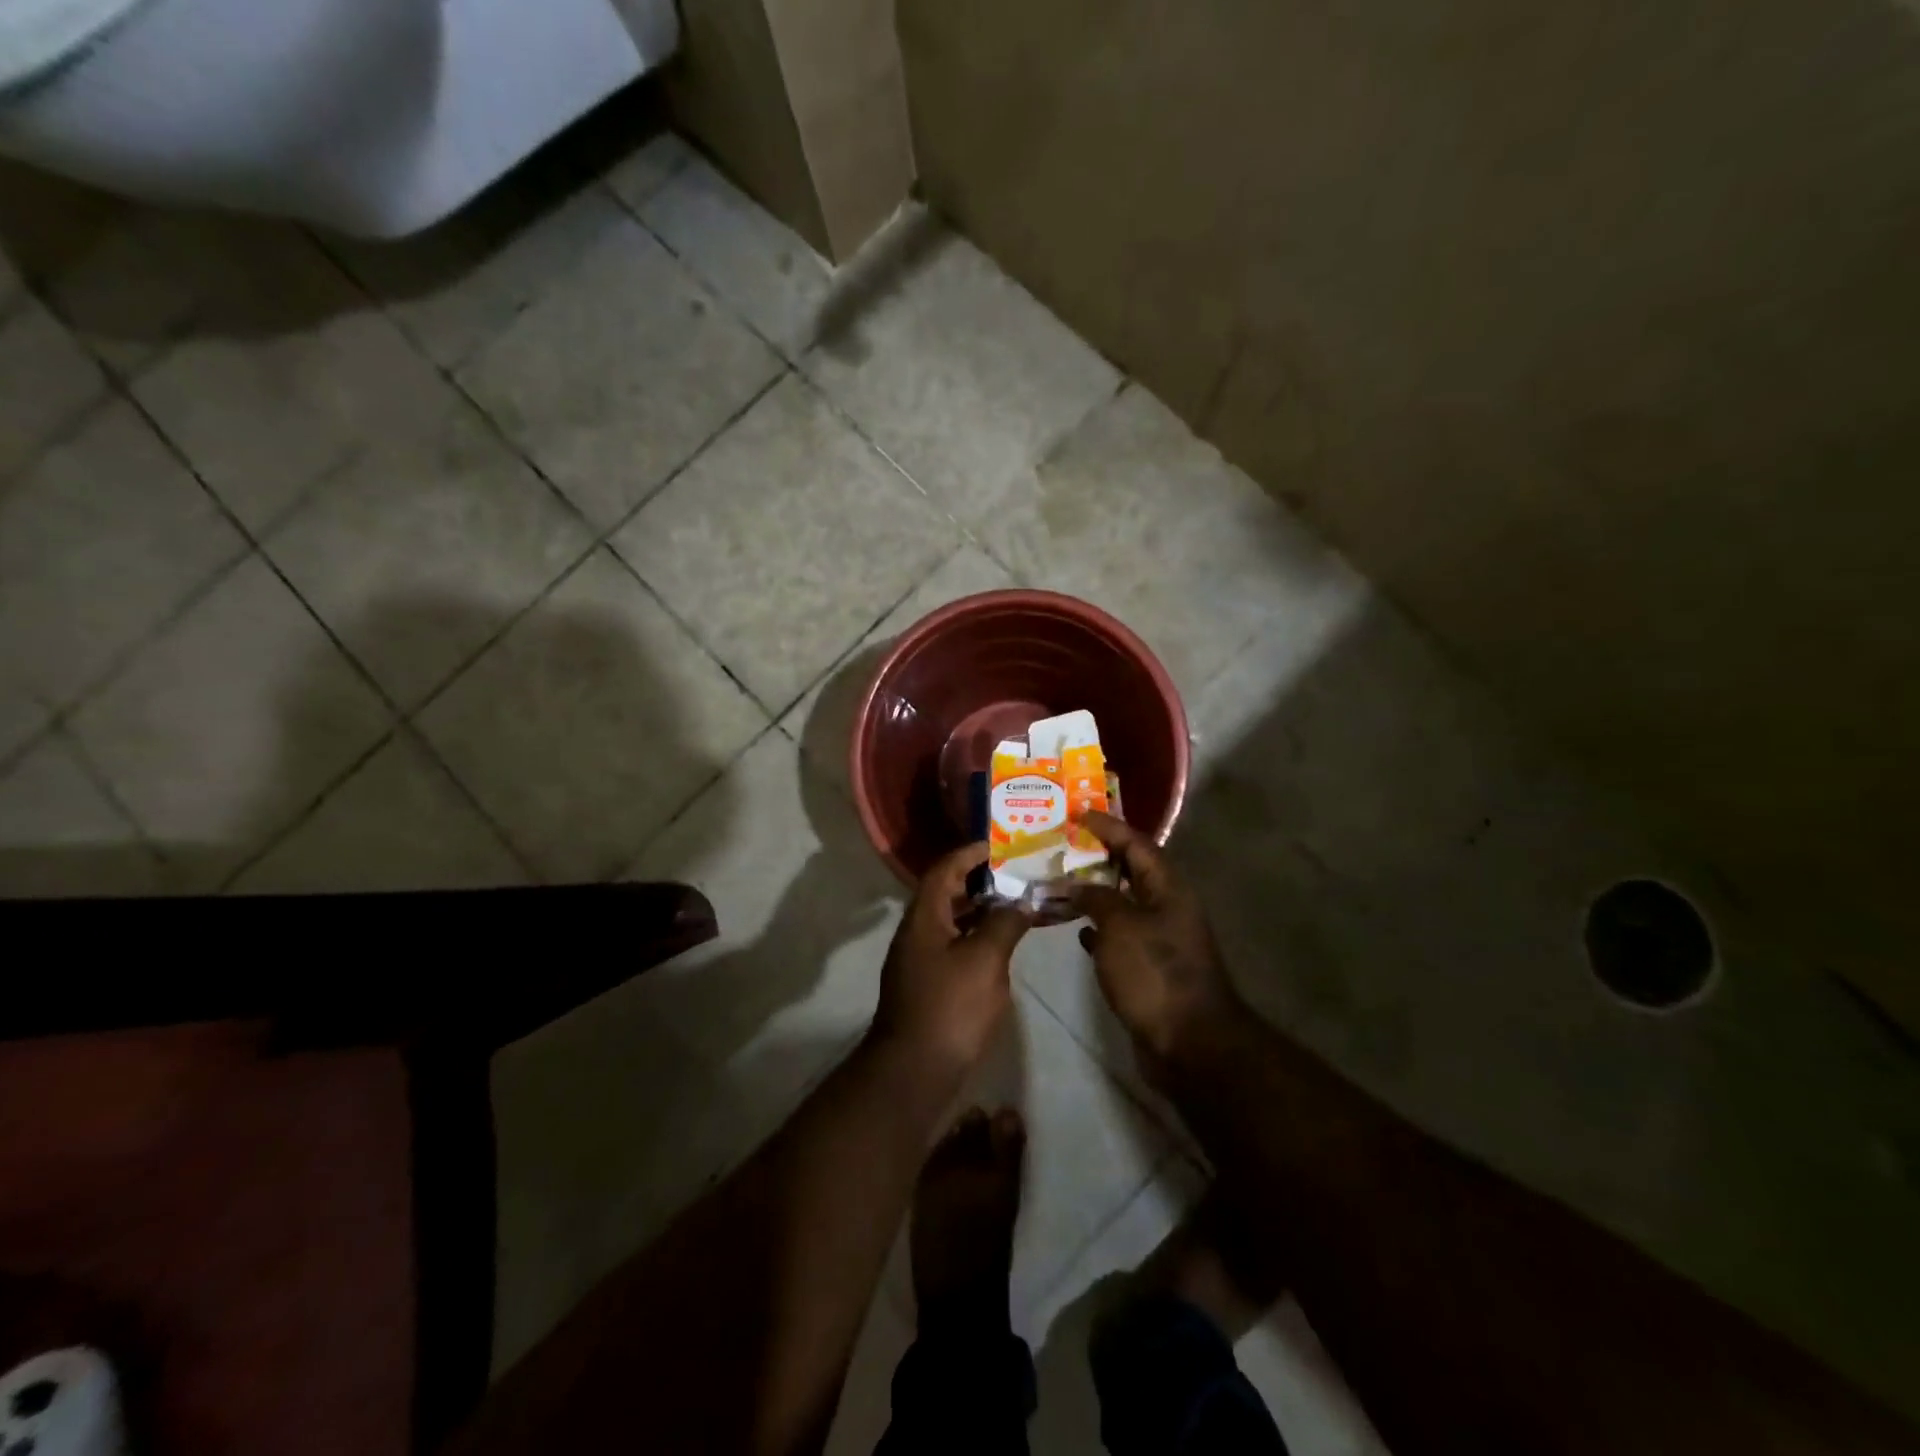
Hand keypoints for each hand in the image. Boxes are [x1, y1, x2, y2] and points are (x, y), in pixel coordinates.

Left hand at [871, 842, 1031, 1079]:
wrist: (915, 1070)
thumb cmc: (950, 1006)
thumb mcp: (985, 959)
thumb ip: (1004, 923)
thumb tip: (1021, 901)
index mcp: (924, 917)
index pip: (945, 869)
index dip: (970, 853)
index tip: (999, 845)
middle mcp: (918, 932)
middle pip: (947, 893)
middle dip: (981, 880)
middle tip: (1016, 873)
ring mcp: (921, 960)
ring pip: (953, 921)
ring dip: (982, 909)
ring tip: (1018, 903)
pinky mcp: (930, 984)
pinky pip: (956, 945)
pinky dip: (979, 936)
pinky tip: (1004, 943)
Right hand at [1072, 811, 1244, 1075]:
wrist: (1189, 1042)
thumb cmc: (1155, 973)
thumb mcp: (1120, 926)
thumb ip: (1096, 897)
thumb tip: (1077, 885)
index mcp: (1168, 888)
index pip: (1136, 843)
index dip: (1107, 826)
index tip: (1078, 812)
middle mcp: (1167, 906)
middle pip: (1130, 870)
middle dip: (1096, 856)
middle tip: (1061, 845)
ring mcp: (1160, 937)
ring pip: (1122, 902)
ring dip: (1094, 892)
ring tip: (1059, 882)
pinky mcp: (1150, 965)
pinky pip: (1120, 933)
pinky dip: (1098, 926)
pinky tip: (1076, 928)